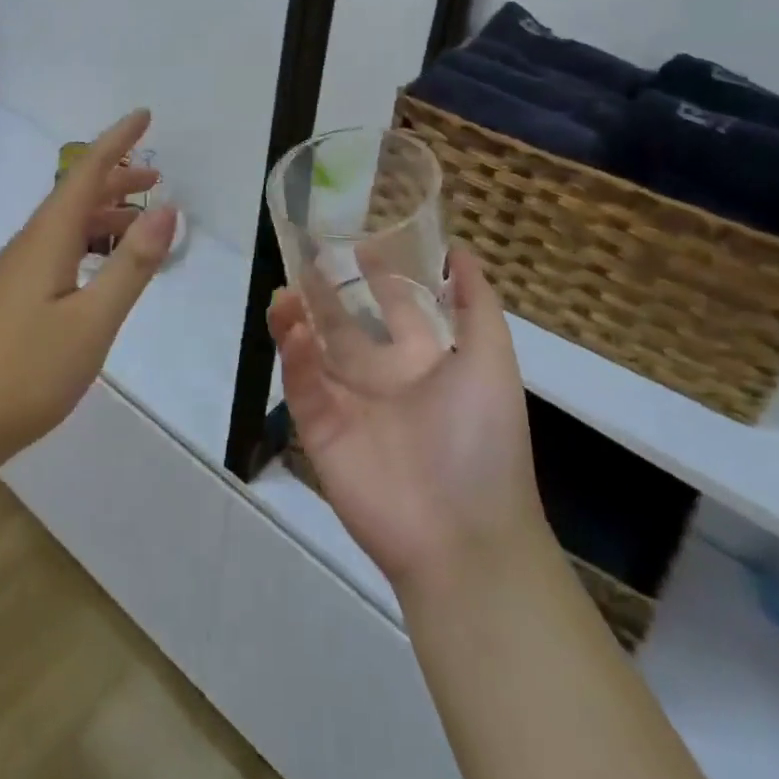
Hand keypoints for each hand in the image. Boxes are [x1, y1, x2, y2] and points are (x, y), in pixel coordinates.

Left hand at [0, 109, 178, 469]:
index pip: (85, 172)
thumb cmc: (27, 371)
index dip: (117, 142)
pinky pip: (58, 248)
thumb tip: (166, 208)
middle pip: (75, 194)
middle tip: (157, 177)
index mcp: (47, 238)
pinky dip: (89, 241)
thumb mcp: (93, 320)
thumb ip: (131, 264)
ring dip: (104, 213)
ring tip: (140, 220)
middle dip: (116, 178)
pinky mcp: (13, 297)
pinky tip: (101, 268)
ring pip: (66, 224)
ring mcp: (16, 271)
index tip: (144, 115)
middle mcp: (29, 244)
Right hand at [269, 247, 547, 595]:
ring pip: (312, 351)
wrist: (464, 535)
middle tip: (304, 259)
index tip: (360, 243)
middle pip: (344, 325)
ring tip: (285, 293)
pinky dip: (296, 358)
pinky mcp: (321, 431)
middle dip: (324, 293)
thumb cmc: (483, 440)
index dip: (381, 277)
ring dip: (297, 319)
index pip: (397, 308)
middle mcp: (383, 378)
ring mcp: (348, 405)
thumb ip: (477, 305)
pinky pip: (303, 386)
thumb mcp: (493, 361)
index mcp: (424, 362)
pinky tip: (296, 332)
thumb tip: (459, 251)